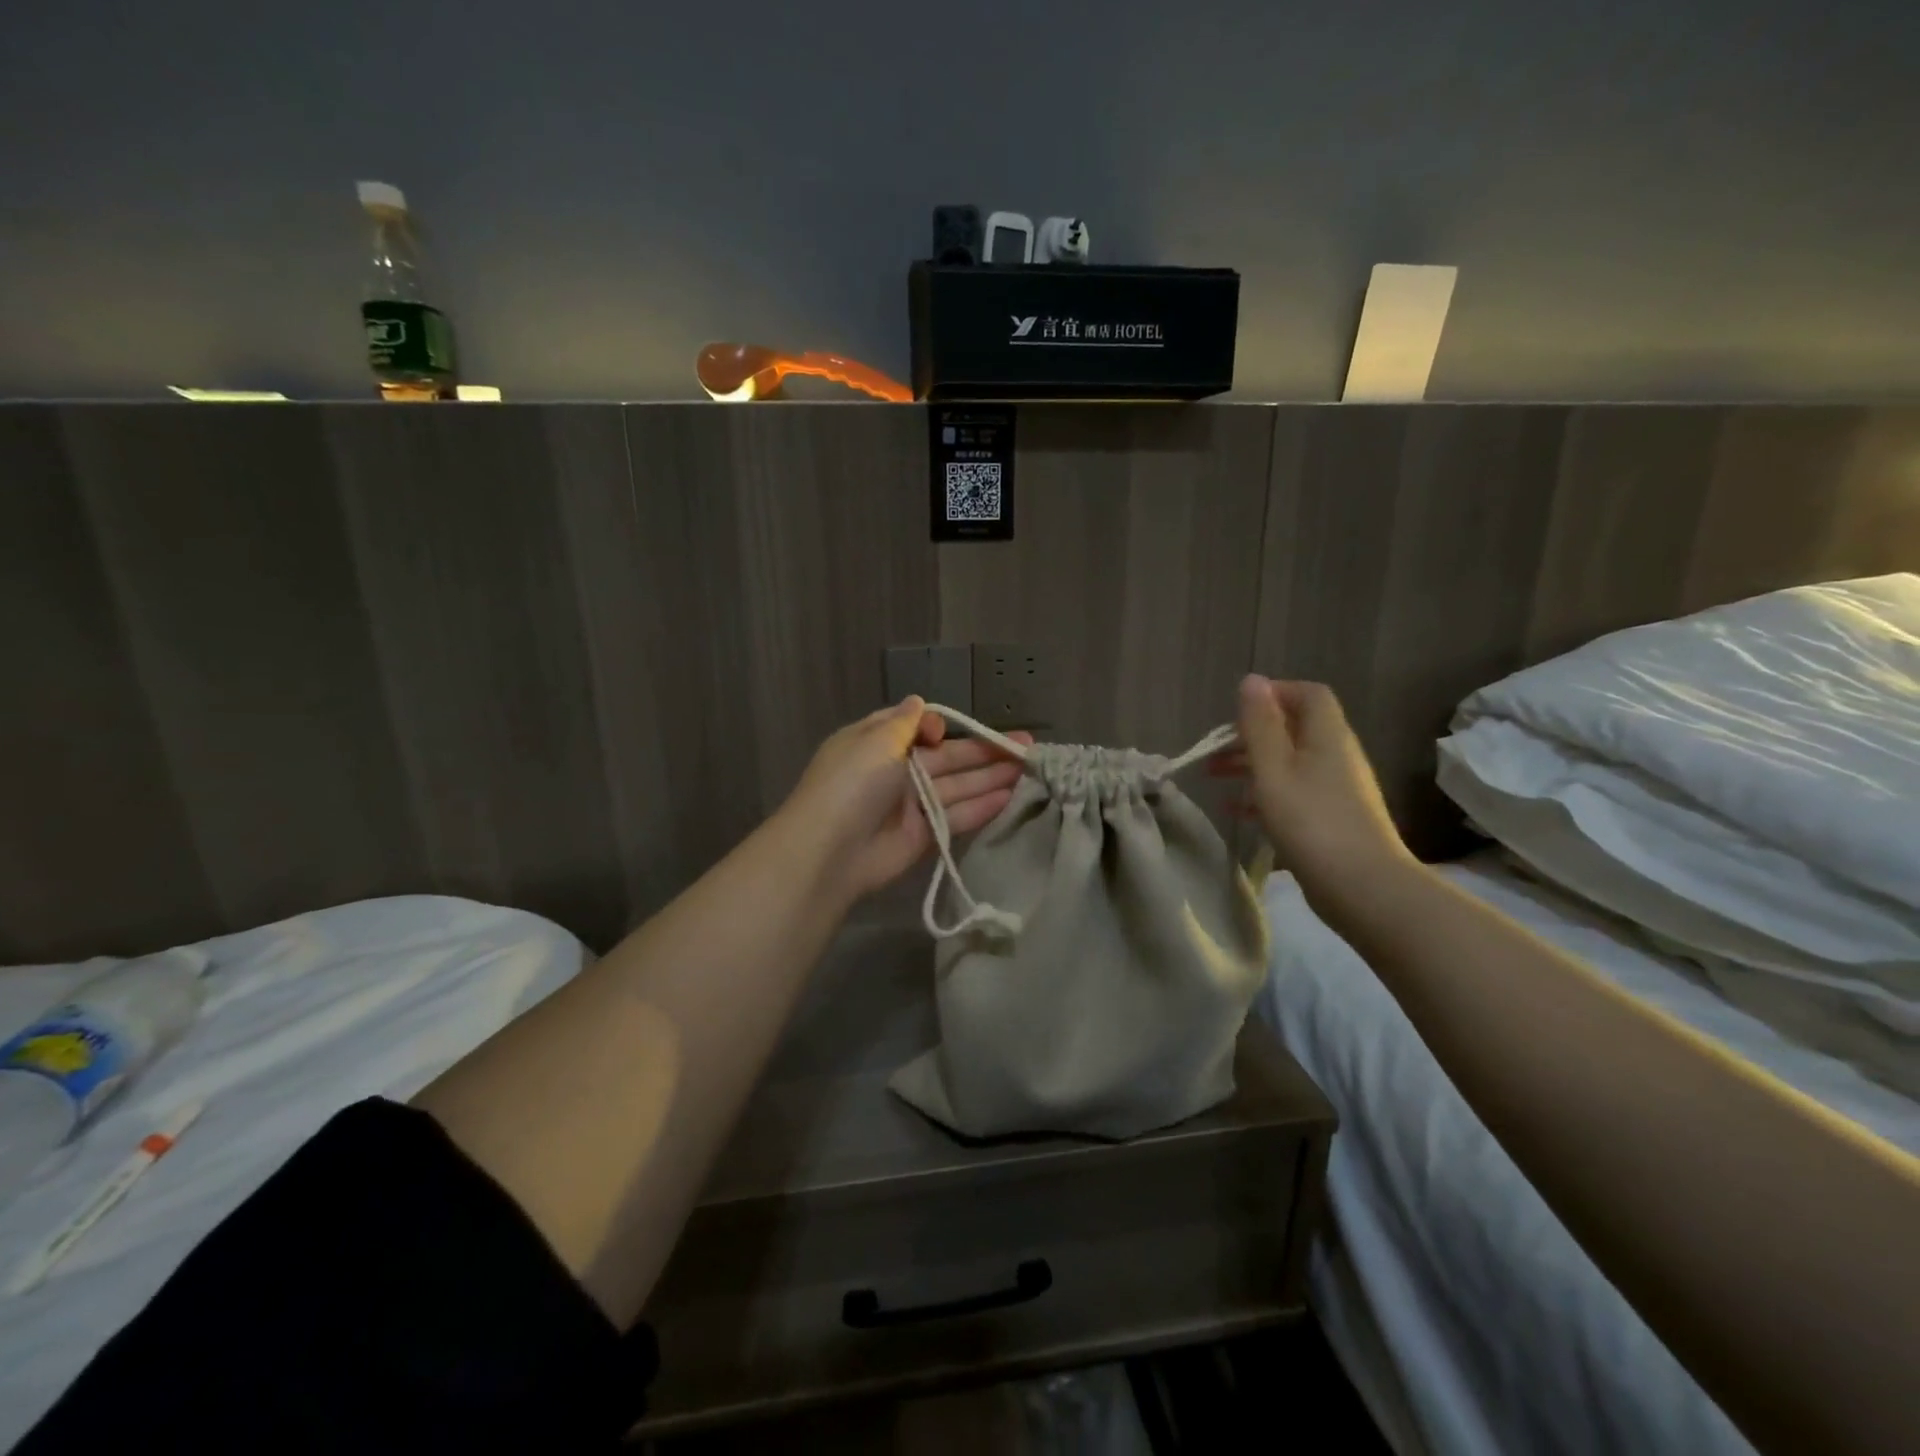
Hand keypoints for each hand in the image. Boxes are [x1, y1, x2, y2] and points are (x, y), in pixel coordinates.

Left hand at [778, 697, 1030, 904]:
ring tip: (1032, 769)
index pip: (918, 728)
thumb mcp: (875, 741)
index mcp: (877, 742)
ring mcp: (913, 805)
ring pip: (959, 785)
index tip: (949, 730)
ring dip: (993, 777)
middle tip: (1028, 746)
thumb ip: (905, 723)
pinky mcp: (926, 835)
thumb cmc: (853, 784)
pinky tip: (1013, 796)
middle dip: (985, 751)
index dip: (940, 726)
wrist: (830, 852)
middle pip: (948, 757)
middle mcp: (897, 771)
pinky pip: (959, 815)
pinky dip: (984, 806)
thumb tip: (918, 702)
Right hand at [1218, 675, 1412, 897]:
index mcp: (1326, 735)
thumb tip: (1252, 680)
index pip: (1307, 694)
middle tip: (1214, 751)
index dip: (1273, 694)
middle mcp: (1336, 755)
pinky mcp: (1331, 818)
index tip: (1236, 713)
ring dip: (1252, 764)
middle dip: (1251, 734)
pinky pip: (1293, 792)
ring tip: (1214, 778)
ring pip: (1289, 762)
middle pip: (1293, 729)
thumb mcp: (1274, 768)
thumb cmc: (1311, 821)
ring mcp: (1336, 789)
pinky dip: (1264, 793)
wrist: (1363, 887)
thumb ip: (1259, 724)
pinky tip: (1236, 812)